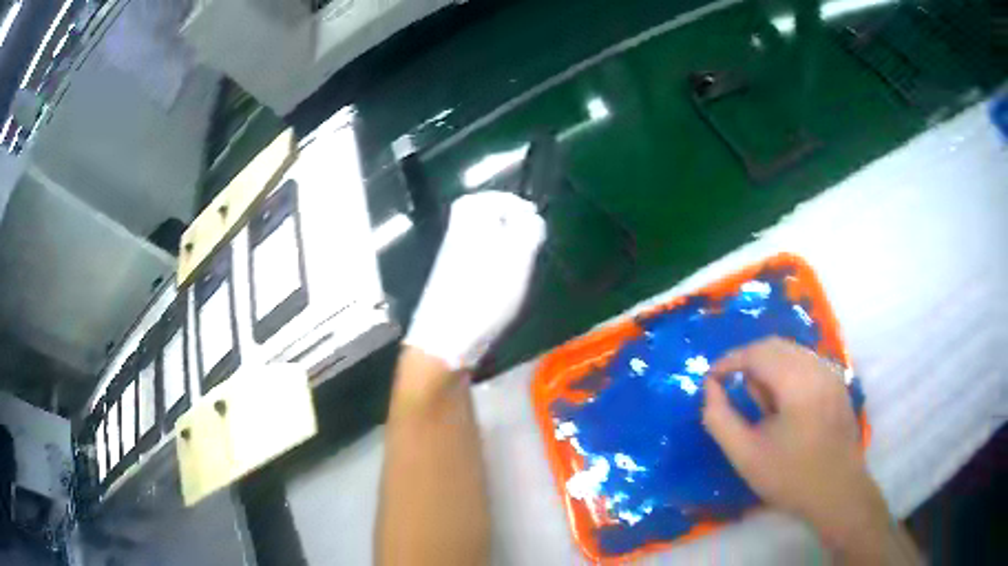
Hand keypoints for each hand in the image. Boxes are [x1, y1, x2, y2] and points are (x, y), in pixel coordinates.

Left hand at [404, 191, 545, 370]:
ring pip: (479, 241)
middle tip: (529, 236)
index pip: (481, 199)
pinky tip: (505, 282)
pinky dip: (493, 264)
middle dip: (506, 223)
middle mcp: (456, 239)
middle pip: (478, 219)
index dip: (506, 201)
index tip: (530, 214)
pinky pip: (475, 262)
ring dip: (502, 245)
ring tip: (522, 260)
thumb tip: (530, 217)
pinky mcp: (452, 286)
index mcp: (468, 226)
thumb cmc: (484, 297)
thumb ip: (527, 231)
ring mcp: (451, 263)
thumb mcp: (516, 259)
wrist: (444, 341)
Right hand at [703, 338, 890, 560]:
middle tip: (731, 388)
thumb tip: (710, 388)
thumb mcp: (746, 455)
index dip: (729, 361)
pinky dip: (786, 372)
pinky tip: (783, 404)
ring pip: (791, 352)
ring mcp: (831, 372)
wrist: (837, 491)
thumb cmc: (790, 477)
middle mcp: (818, 367)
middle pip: (775, 346)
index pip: (757, 352)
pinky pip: (805, 362)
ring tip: (759, 403)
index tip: (710, 380)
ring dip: (768, 367)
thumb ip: (720, 419)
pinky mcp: (838, 382)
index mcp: (798, 382)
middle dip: (748, 362)